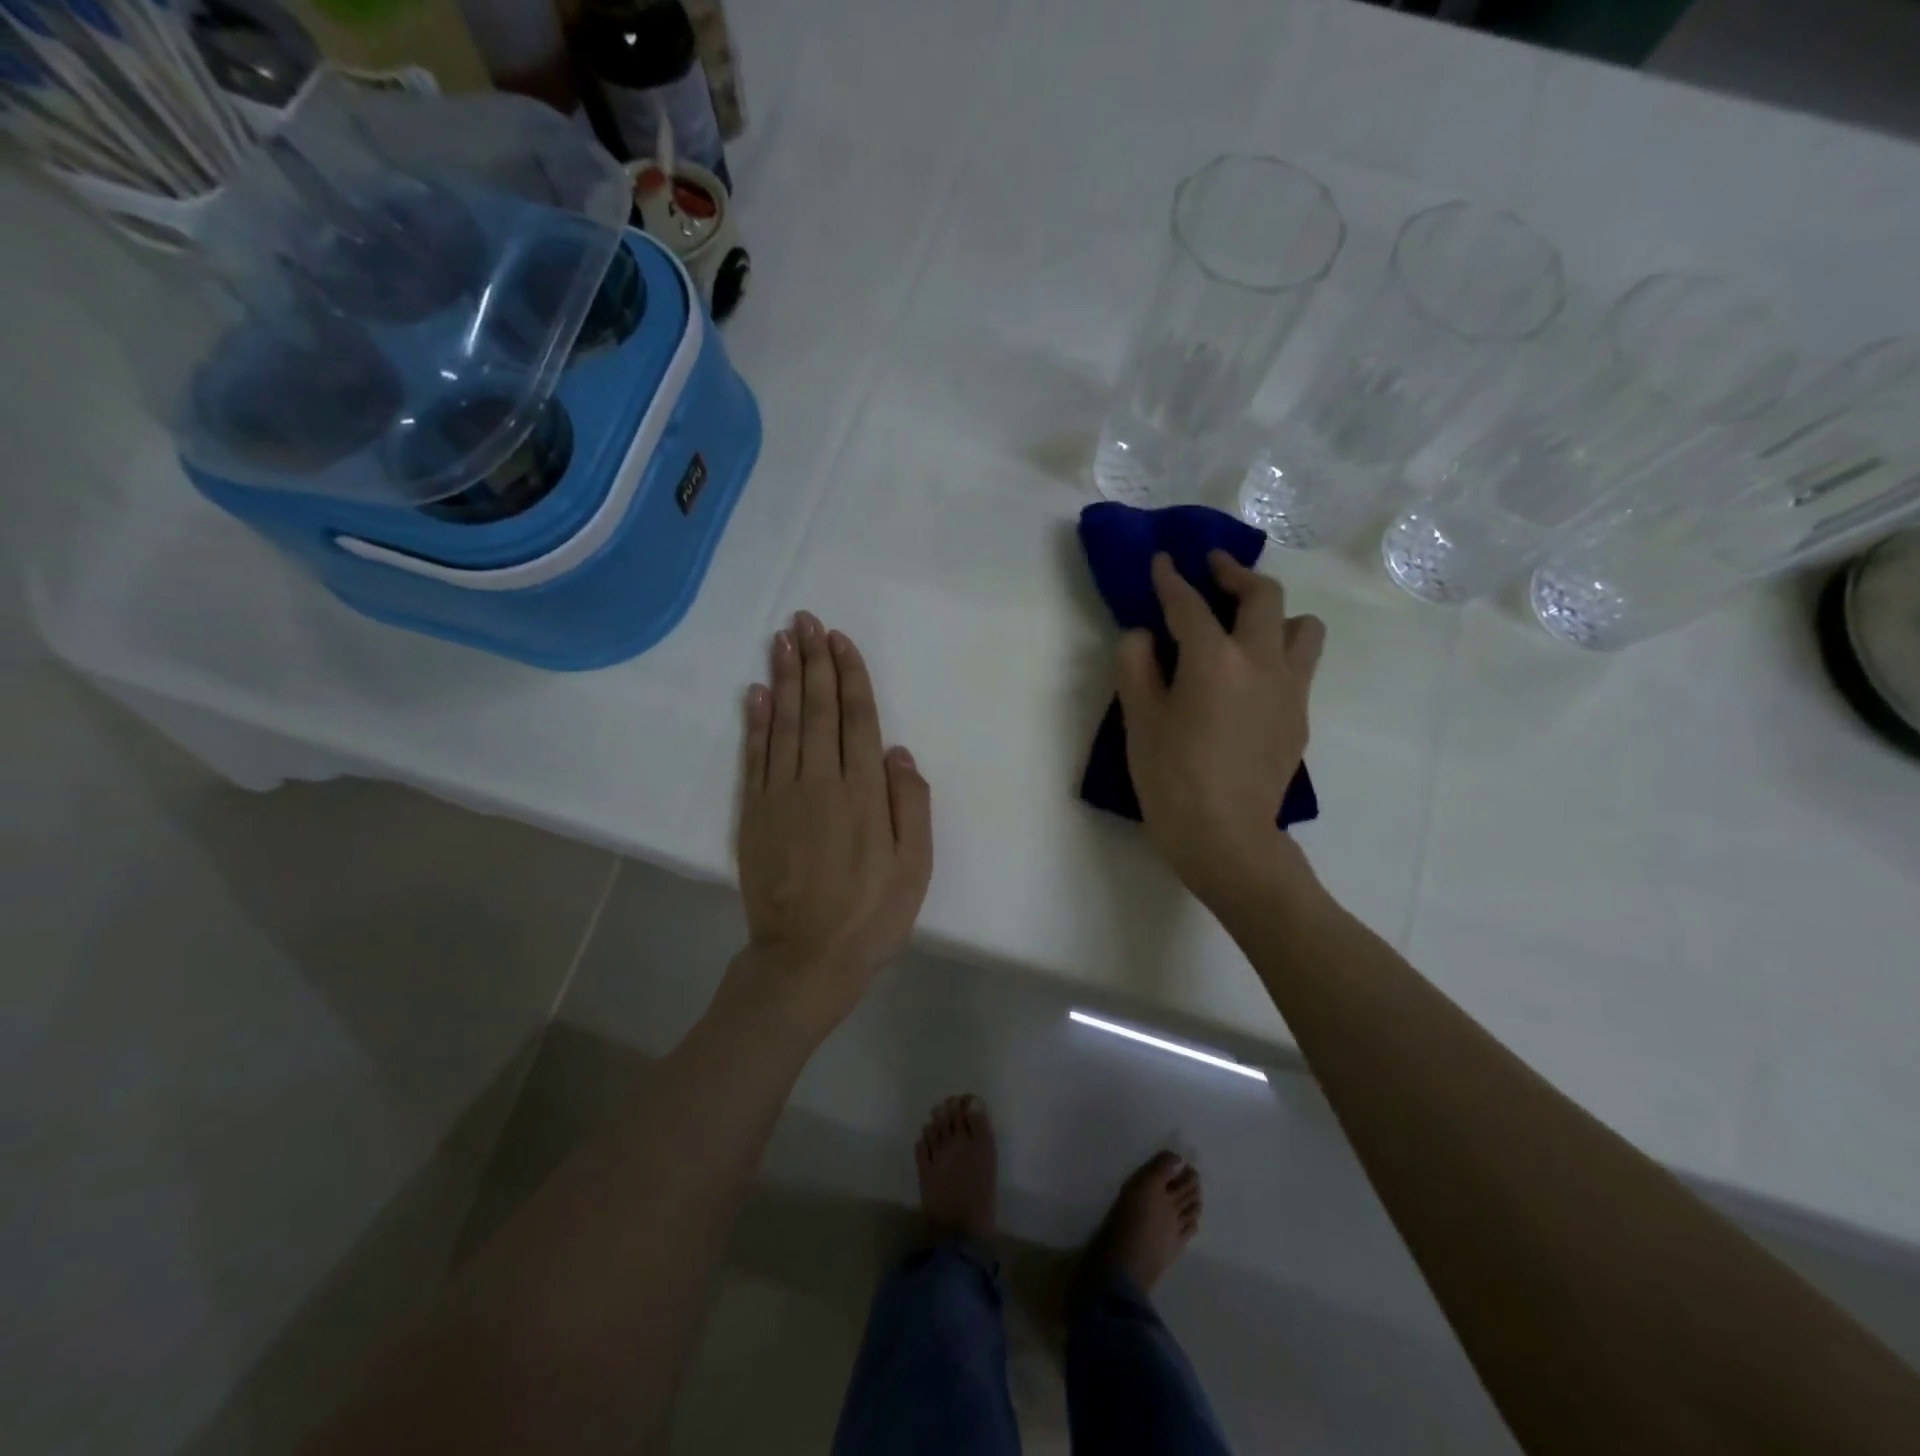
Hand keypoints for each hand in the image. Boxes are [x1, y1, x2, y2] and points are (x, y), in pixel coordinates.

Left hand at [730, 613, 933, 1035]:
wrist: (805, 958)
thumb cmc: (871, 915)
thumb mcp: (915, 868)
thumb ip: (911, 806)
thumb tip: (899, 753)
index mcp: (863, 793)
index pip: (856, 719)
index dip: (849, 677)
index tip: (839, 640)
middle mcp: (820, 782)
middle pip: (816, 710)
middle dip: (813, 662)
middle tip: (806, 620)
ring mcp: (780, 795)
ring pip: (783, 724)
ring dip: (783, 678)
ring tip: (781, 640)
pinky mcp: (753, 813)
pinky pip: (754, 757)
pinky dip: (754, 722)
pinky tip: (755, 693)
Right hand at [1115, 553, 1325, 904]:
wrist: (1227, 838)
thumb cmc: (1172, 780)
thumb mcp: (1138, 722)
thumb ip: (1136, 666)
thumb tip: (1144, 636)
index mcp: (1213, 660)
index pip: (1190, 604)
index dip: (1171, 579)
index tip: (1163, 560)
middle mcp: (1261, 661)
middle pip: (1264, 596)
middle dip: (1235, 573)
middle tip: (1213, 569)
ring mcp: (1289, 688)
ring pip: (1303, 626)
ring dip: (1276, 613)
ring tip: (1248, 624)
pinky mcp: (1301, 715)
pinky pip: (1300, 665)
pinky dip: (1278, 652)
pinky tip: (1250, 676)